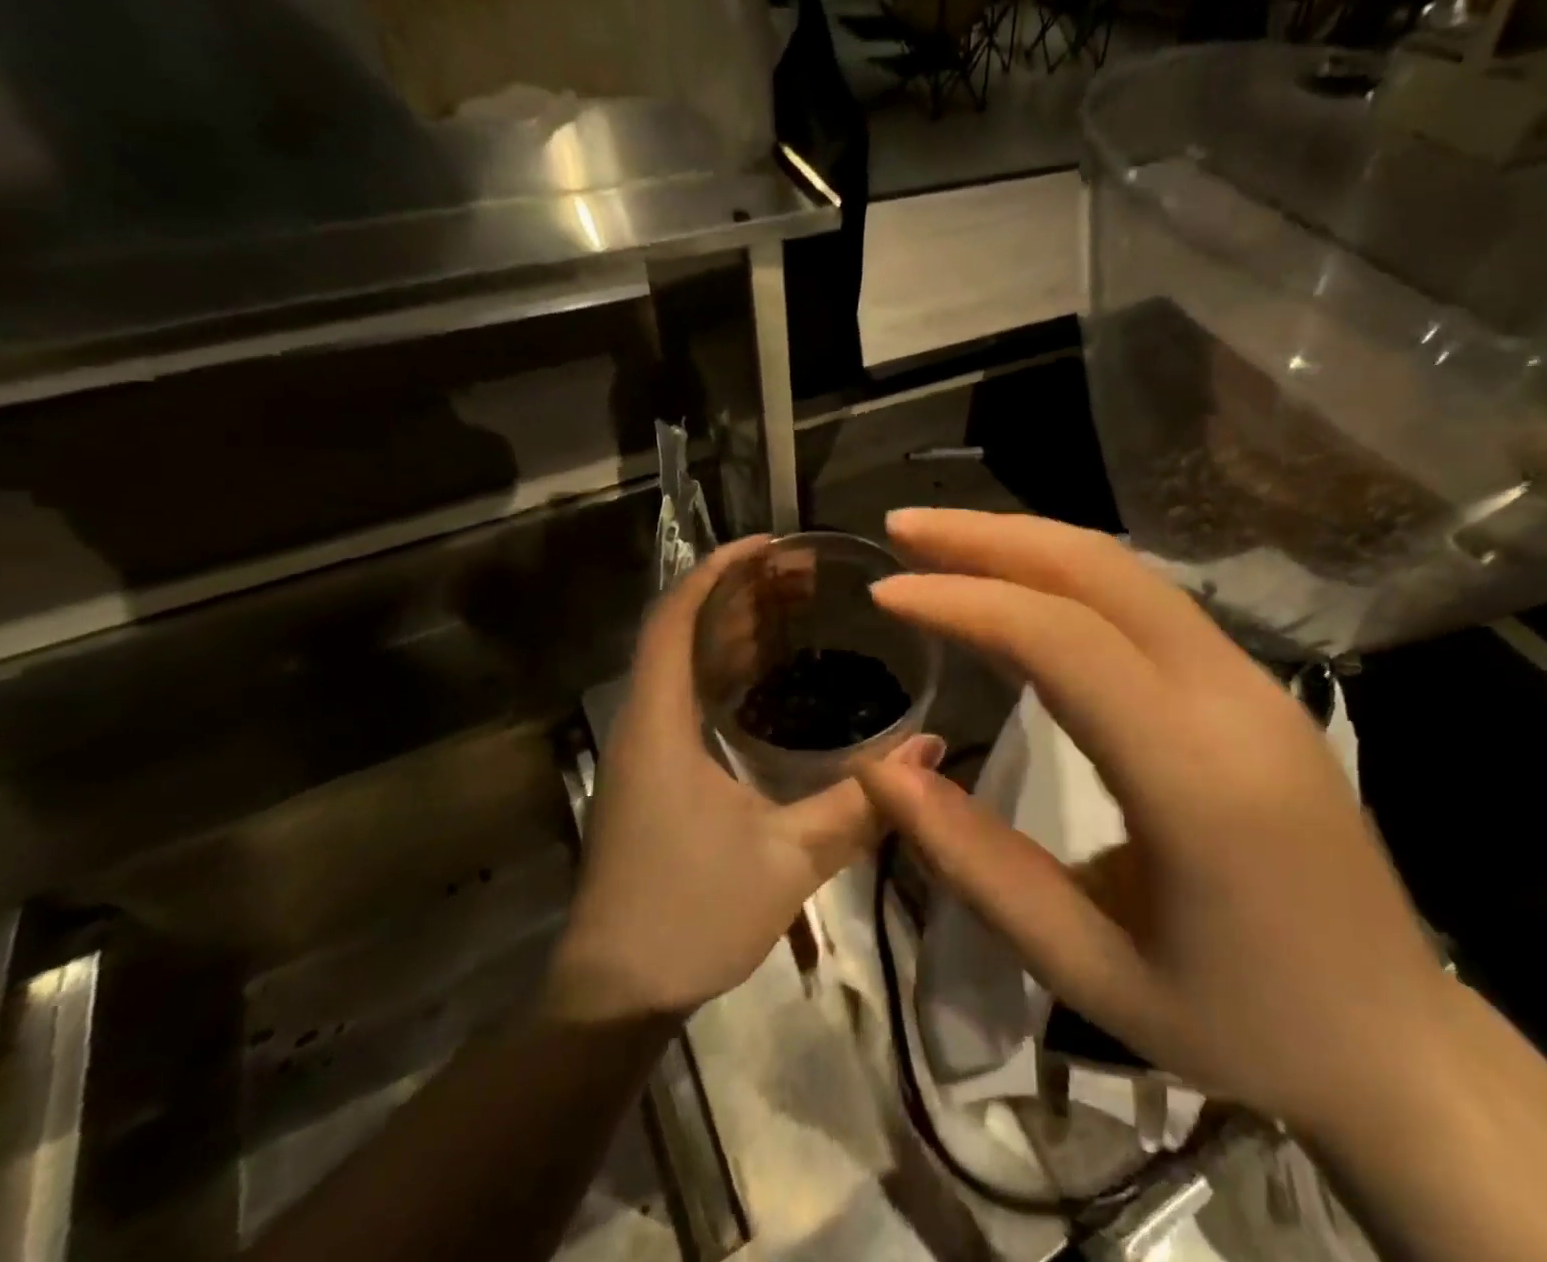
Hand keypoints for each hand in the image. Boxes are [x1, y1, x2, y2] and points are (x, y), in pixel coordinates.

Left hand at [547, 539, 919, 1019]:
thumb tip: (931, 749)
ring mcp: (647, 750)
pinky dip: (729, 670)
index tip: (774, 546)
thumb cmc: (690, 917)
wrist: (614, 999)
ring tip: (798, 606)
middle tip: (806, 574)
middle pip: (683, 629)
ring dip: (735, 628)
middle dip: (740, 592)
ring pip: (685, 663)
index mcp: (660, 723)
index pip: (675, 616)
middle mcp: (645, 723)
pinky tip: (774, 675)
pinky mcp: (656, 774)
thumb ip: (861, 802)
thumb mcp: (788, 857)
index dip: (719, 570)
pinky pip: (690, 697)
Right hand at [853, 509, 1451, 1134]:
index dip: (965, 602)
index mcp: (1195, 778)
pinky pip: (1151, 602)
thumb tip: (880, 770)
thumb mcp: (1087, 970)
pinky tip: (1022, 586)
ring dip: (1030, 543)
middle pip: (1100, 570)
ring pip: (1129, 572)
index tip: (886, 592)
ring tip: (946, 544)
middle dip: (991, 536)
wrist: (1396, 1041)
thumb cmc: (1239, 1027)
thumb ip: (975, 864)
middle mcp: (1232, 698)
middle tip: (904, 527)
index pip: (1062, 642)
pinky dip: (1071, 575)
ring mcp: (1253, 681)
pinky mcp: (1255, 684)